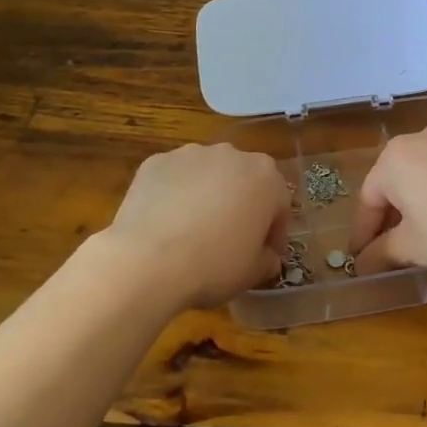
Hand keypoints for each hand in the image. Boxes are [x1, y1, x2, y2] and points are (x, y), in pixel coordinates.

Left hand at [101, 143, 290, 309]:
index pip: (279, 204)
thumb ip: (267, 260)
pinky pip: (174, 178)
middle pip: (244, 180)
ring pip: (208, 174)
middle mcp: (232, 154)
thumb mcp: (252, 273)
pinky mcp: (156, 162)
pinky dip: (175, 194)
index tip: (266, 254)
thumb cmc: (213, 265)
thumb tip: (267, 257)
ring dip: (208, 195)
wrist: (147, 260)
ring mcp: (191, 154)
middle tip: (231, 238)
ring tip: (193, 229)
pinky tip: (165, 223)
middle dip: (242, 205)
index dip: (274, 232)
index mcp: (265, 177)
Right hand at [347, 124, 426, 282]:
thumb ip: (382, 252)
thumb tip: (363, 263)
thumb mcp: (413, 247)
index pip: (370, 197)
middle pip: (398, 178)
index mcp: (396, 156)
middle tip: (392, 245)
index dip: (364, 231)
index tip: (361, 257)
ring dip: (422, 198)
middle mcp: (424, 137)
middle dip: (393, 212)